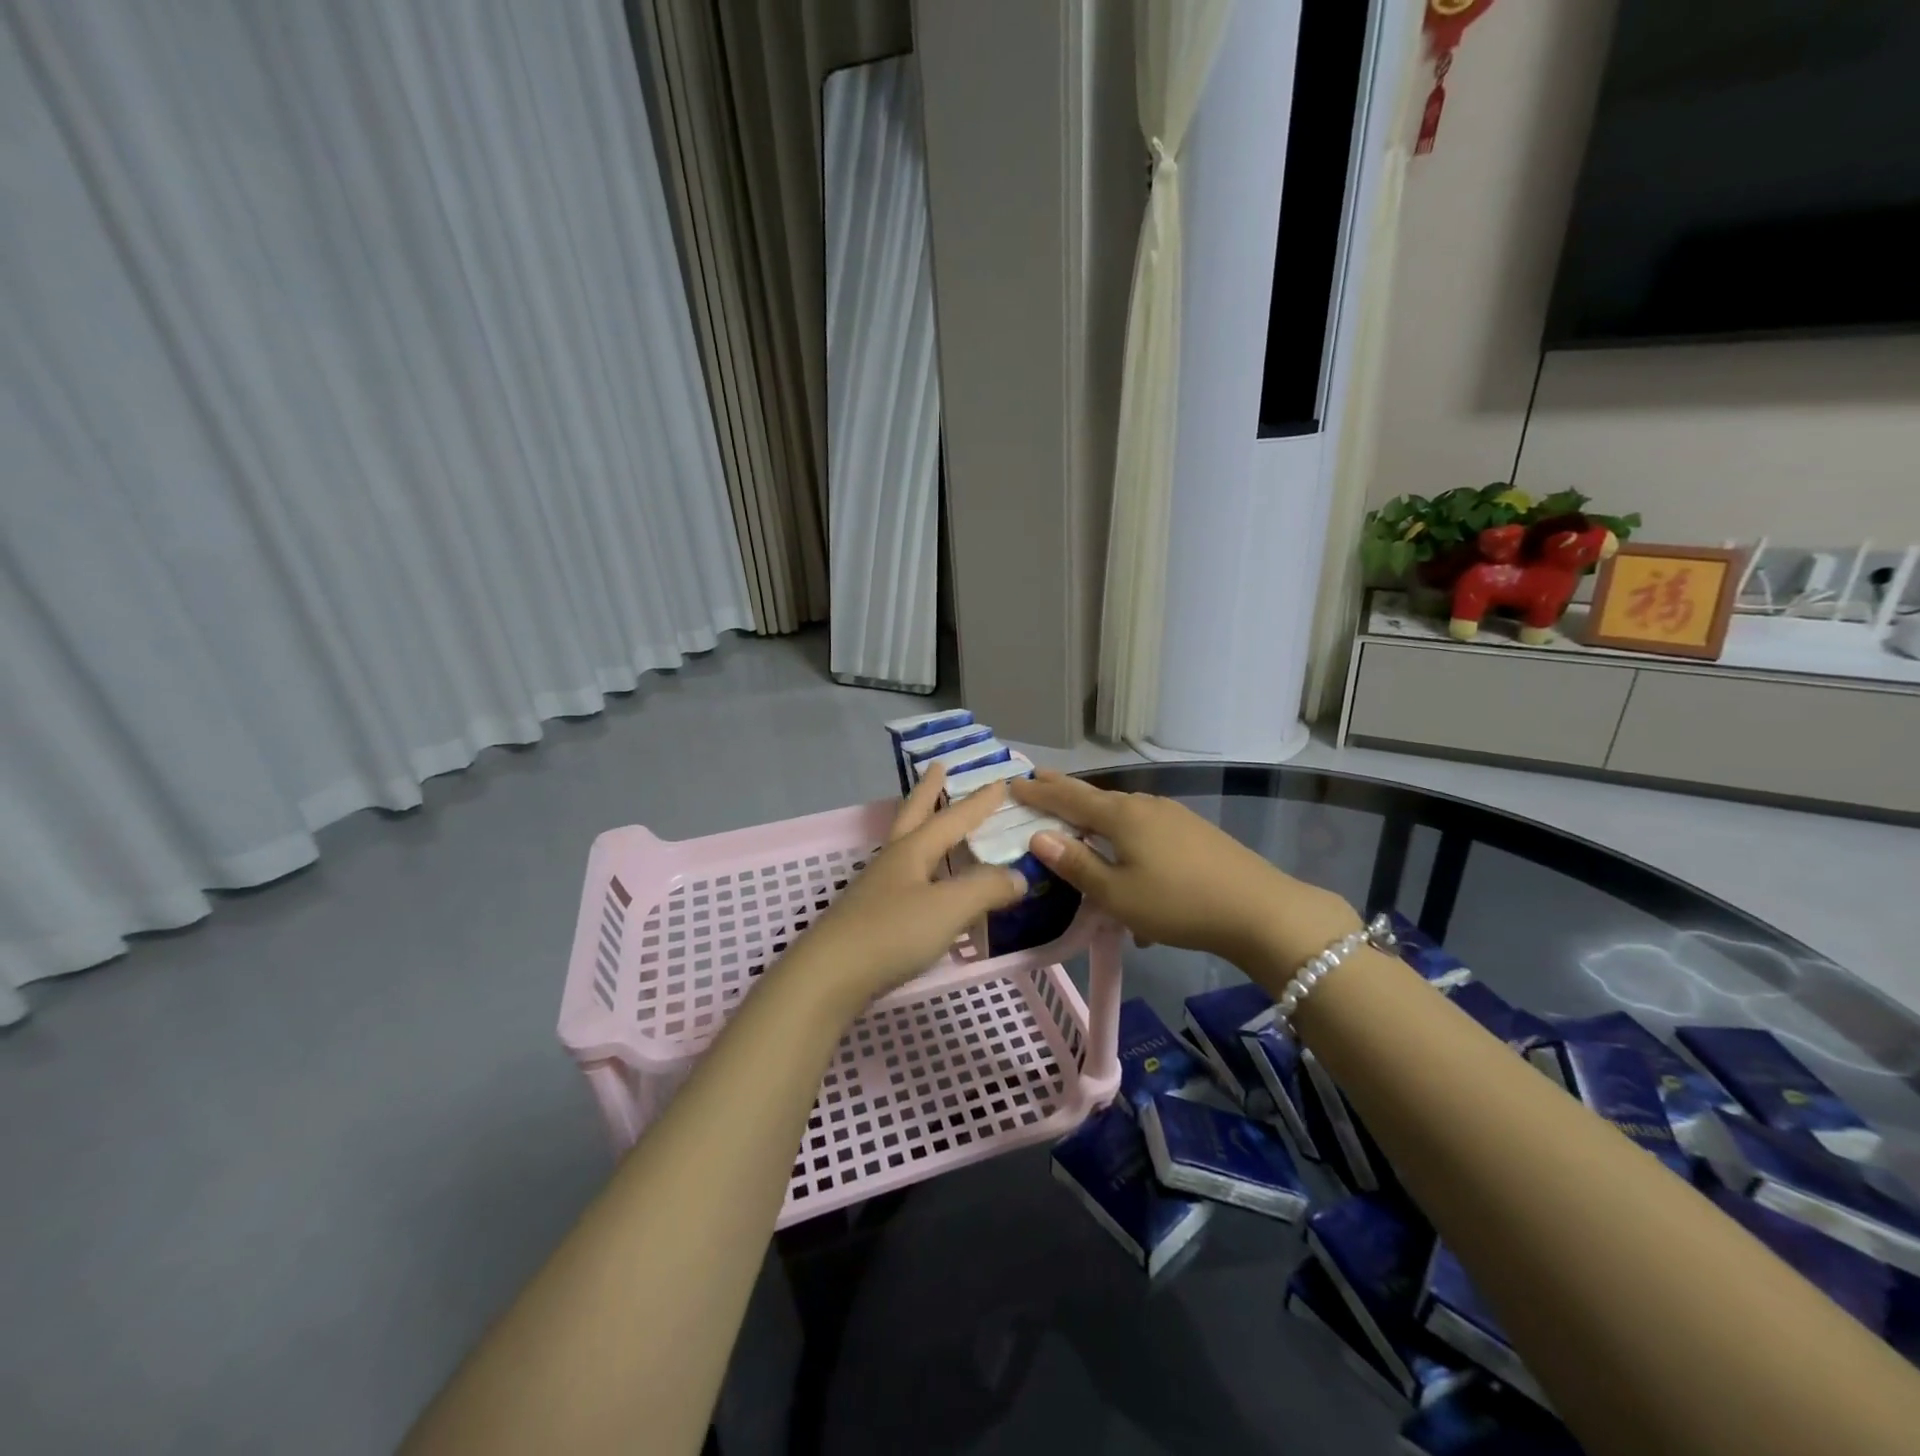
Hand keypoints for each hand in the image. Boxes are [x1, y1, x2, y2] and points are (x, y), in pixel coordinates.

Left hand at [775, 766, 1027, 1018]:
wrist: (829, 977)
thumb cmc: (891, 933)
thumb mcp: (948, 908)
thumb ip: (985, 889)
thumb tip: (1017, 876)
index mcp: (912, 851)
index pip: (952, 819)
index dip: (978, 803)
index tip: (999, 782)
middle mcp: (893, 861)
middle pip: (913, 815)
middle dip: (928, 791)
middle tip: (938, 767)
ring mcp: (877, 888)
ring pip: (905, 845)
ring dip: (921, 825)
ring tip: (933, 819)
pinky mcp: (870, 916)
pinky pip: (905, 878)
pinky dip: (921, 866)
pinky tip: (924, 882)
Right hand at [1010, 771, 1361, 981]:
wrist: (1259, 910)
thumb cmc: (1178, 903)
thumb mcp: (1117, 894)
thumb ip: (1076, 864)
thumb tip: (1039, 837)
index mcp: (1120, 815)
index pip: (1067, 798)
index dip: (1038, 792)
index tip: (1012, 783)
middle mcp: (1144, 805)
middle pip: (1094, 797)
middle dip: (1064, 792)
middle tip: (1037, 781)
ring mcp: (1172, 816)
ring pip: (1121, 813)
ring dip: (1095, 817)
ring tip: (1077, 824)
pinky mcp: (1192, 833)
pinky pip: (1144, 829)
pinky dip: (1123, 836)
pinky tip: (1128, 865)